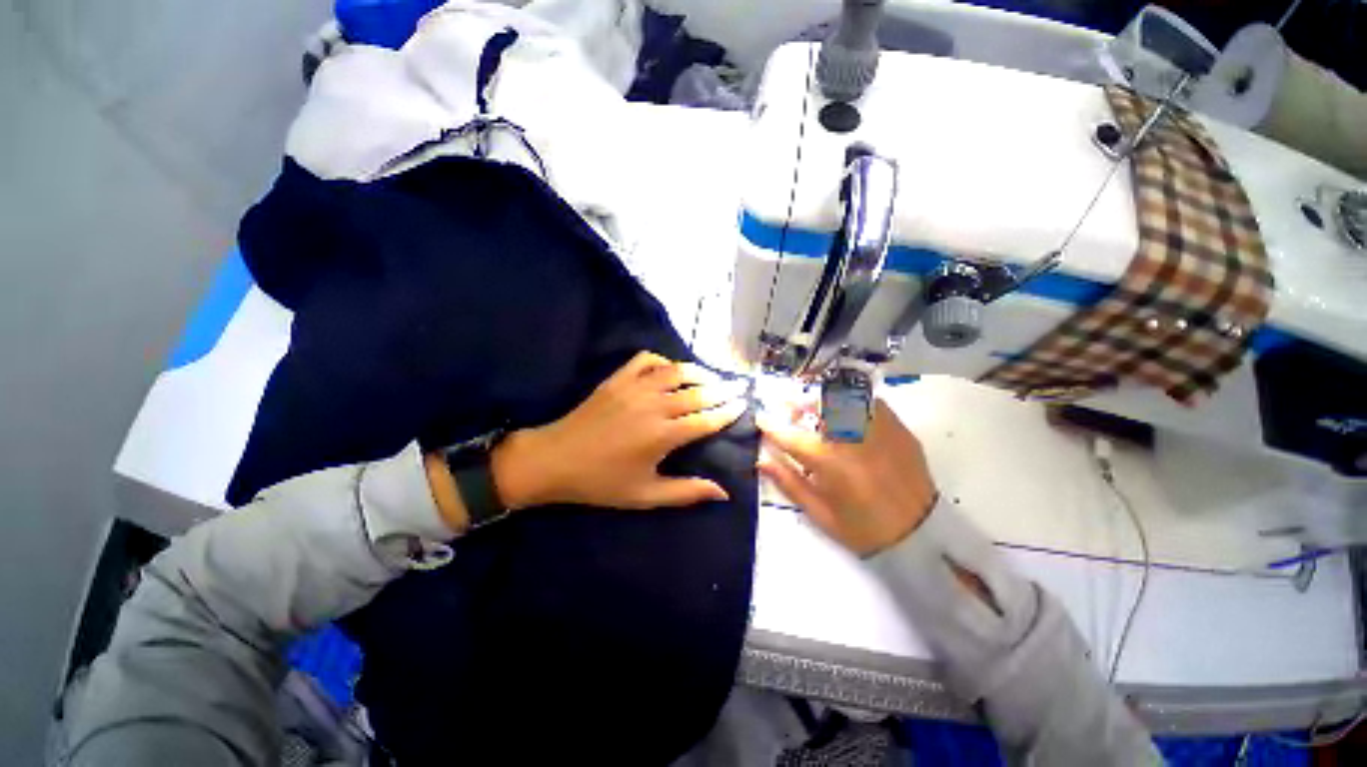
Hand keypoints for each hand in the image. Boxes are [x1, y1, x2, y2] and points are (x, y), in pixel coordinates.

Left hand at [491, 351, 747, 510]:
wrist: (554, 460)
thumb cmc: (601, 482)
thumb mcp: (645, 495)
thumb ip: (686, 492)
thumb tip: (723, 492)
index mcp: (662, 435)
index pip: (706, 419)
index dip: (728, 412)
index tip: (743, 405)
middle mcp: (652, 406)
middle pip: (697, 392)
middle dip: (722, 390)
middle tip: (738, 388)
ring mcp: (633, 388)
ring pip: (675, 371)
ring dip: (698, 372)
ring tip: (712, 377)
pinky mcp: (617, 379)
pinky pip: (646, 360)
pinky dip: (663, 360)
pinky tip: (669, 370)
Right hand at [757, 398, 937, 556]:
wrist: (920, 535)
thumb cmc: (862, 528)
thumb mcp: (819, 513)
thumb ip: (788, 482)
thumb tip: (761, 460)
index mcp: (829, 463)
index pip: (789, 436)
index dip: (770, 425)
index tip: (760, 419)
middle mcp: (852, 438)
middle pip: (818, 404)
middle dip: (799, 403)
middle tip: (792, 412)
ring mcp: (878, 430)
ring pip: (845, 396)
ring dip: (825, 399)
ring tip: (820, 411)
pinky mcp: (898, 429)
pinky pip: (871, 402)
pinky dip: (854, 402)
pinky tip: (849, 415)